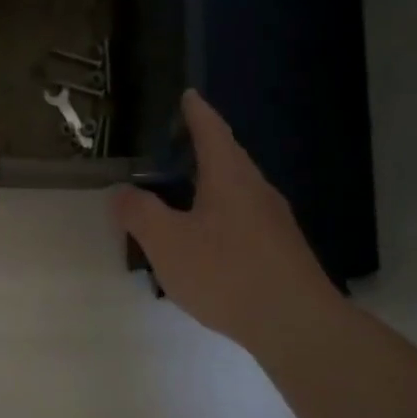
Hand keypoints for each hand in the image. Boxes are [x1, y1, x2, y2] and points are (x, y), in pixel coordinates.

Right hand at [111, 90, 334, 344]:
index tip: (188, 95)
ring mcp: (272, 220)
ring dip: (208, 185)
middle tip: (172, 147)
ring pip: (235, 191)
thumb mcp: (167, 243)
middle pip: (227, 158)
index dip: (196, 112)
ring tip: (180, 195)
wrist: (294, 322)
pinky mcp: (279, 249)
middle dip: (201, 149)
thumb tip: (122, 192)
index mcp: (229, 177)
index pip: (212, 131)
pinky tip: (204, 241)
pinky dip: (218, 214)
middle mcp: (256, 189)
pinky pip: (241, 218)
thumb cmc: (226, 273)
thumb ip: (140, 214)